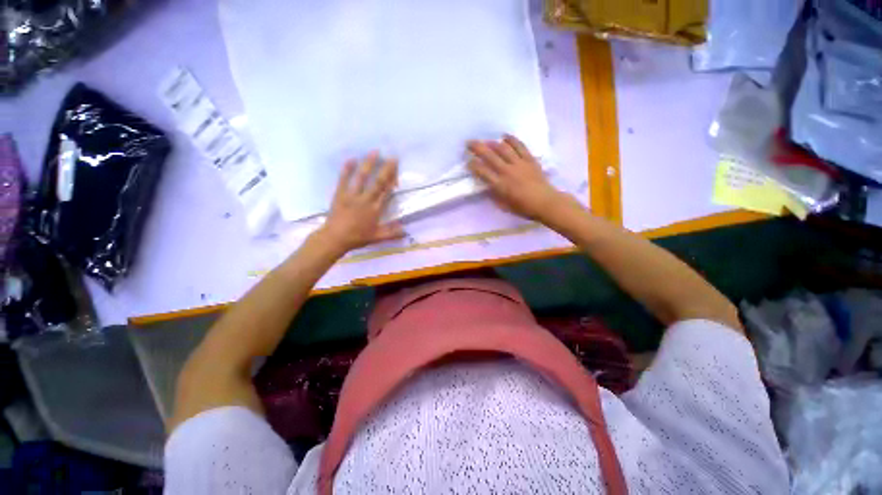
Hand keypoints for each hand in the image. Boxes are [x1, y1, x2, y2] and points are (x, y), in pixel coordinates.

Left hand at [319, 152, 403, 252]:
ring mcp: (352, 196)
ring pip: (362, 177)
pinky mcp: (340, 194)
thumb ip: (392, 233)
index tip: (397, 170)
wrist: (335, 238)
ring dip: (369, 164)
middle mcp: (365, 200)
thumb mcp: (377, 237)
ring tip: (375, 152)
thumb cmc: (357, 237)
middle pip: (378, 182)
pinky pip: (344, 180)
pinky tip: (351, 159)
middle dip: (386, 169)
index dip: (393, 181)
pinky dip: (347, 169)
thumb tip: (406, 231)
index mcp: (375, 209)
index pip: (386, 192)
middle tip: (392, 157)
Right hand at [467, 135, 563, 222]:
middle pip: (490, 156)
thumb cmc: (523, 208)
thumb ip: (494, 194)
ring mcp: (519, 164)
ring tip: (486, 141)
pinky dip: (512, 139)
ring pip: (503, 148)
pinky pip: (520, 146)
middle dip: (477, 148)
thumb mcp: (504, 205)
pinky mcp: (529, 159)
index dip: (473, 166)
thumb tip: (487, 185)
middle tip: (469, 143)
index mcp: (500, 185)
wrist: (545, 203)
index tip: (468, 162)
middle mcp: (507, 171)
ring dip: (492, 143)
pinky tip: (505, 136)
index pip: (482, 171)